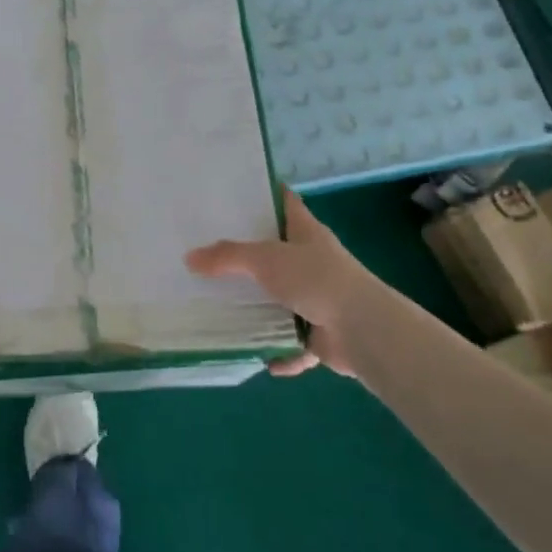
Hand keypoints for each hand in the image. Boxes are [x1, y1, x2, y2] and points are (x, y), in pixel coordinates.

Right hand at [185, 190, 375, 379]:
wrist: (362, 329)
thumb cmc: (316, 279)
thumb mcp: (266, 259)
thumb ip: (227, 257)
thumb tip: (189, 258)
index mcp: (307, 233)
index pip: (285, 203)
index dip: (264, 195)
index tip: (233, 193)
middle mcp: (314, 261)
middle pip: (278, 253)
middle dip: (249, 257)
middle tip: (211, 254)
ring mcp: (320, 298)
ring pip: (284, 299)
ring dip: (262, 308)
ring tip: (224, 307)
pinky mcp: (322, 333)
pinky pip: (294, 343)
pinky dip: (281, 352)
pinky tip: (260, 358)